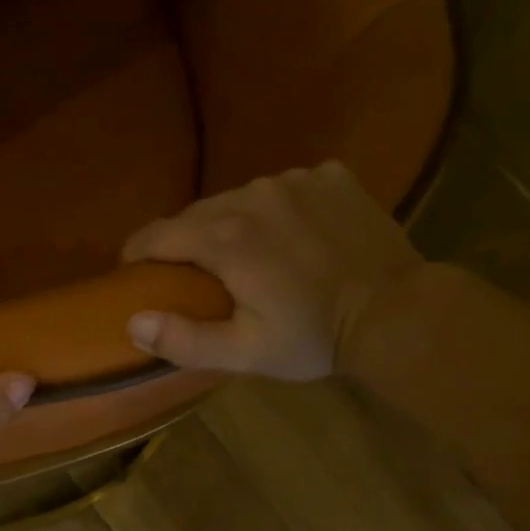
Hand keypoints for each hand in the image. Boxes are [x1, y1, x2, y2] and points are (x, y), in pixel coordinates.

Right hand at [120, 162, 424, 380]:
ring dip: (228, 224)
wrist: (398, 313)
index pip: (156, 235)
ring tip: (241, 257)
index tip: (131, 272)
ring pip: (238, 198)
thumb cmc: (312, 338)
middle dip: (182, 243)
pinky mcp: (330, 176)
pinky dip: (274, 211)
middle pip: (195, 214)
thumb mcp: (242, 353)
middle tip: (189, 276)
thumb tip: (133, 321)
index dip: (136, 254)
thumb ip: (182, 340)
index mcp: (225, 238)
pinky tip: (290, 238)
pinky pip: (283, 189)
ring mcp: (296, 180)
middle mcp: (253, 195)